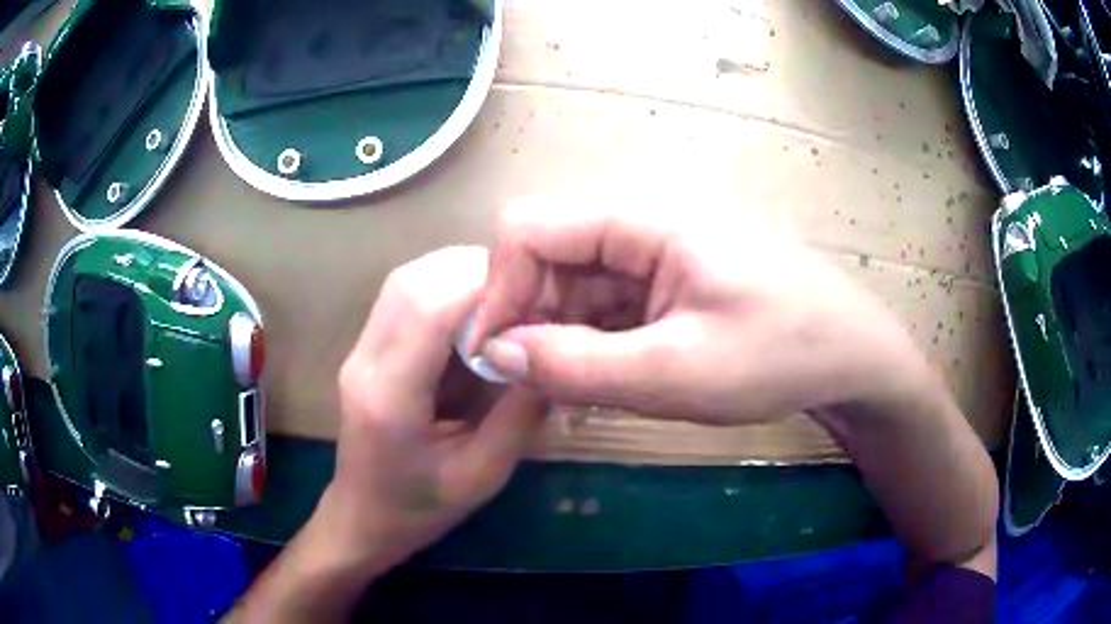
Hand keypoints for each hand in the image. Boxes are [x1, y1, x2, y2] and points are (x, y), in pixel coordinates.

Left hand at [322, 245, 545, 569]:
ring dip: (457, 275)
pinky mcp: (366, 347)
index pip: (429, 309)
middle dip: (473, 273)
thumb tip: (553, 353)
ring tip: (504, 298)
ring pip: (406, 280)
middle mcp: (365, 360)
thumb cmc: (420, 509)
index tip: (535, 296)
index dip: (482, 288)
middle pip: (413, 281)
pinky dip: (444, 289)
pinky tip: (474, 312)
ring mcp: (359, 350)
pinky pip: (404, 295)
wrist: (363, 518)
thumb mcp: (482, 476)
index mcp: (389, 397)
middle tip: (526, 293)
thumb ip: (518, 416)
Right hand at [469, 195, 923, 423]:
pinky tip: (603, 378)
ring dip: (560, 335)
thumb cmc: (778, 354)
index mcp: (642, 216)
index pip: (527, 228)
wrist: (850, 354)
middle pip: (546, 255)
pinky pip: (603, 299)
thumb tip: (493, 354)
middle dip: (528, 319)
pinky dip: (590, 339)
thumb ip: (577, 366)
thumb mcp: (675, 373)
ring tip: (571, 391)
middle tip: (532, 387)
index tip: (492, 359)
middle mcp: (639, 218)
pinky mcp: (665, 275)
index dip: (498, 290)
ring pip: (572, 282)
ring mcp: (653, 247)